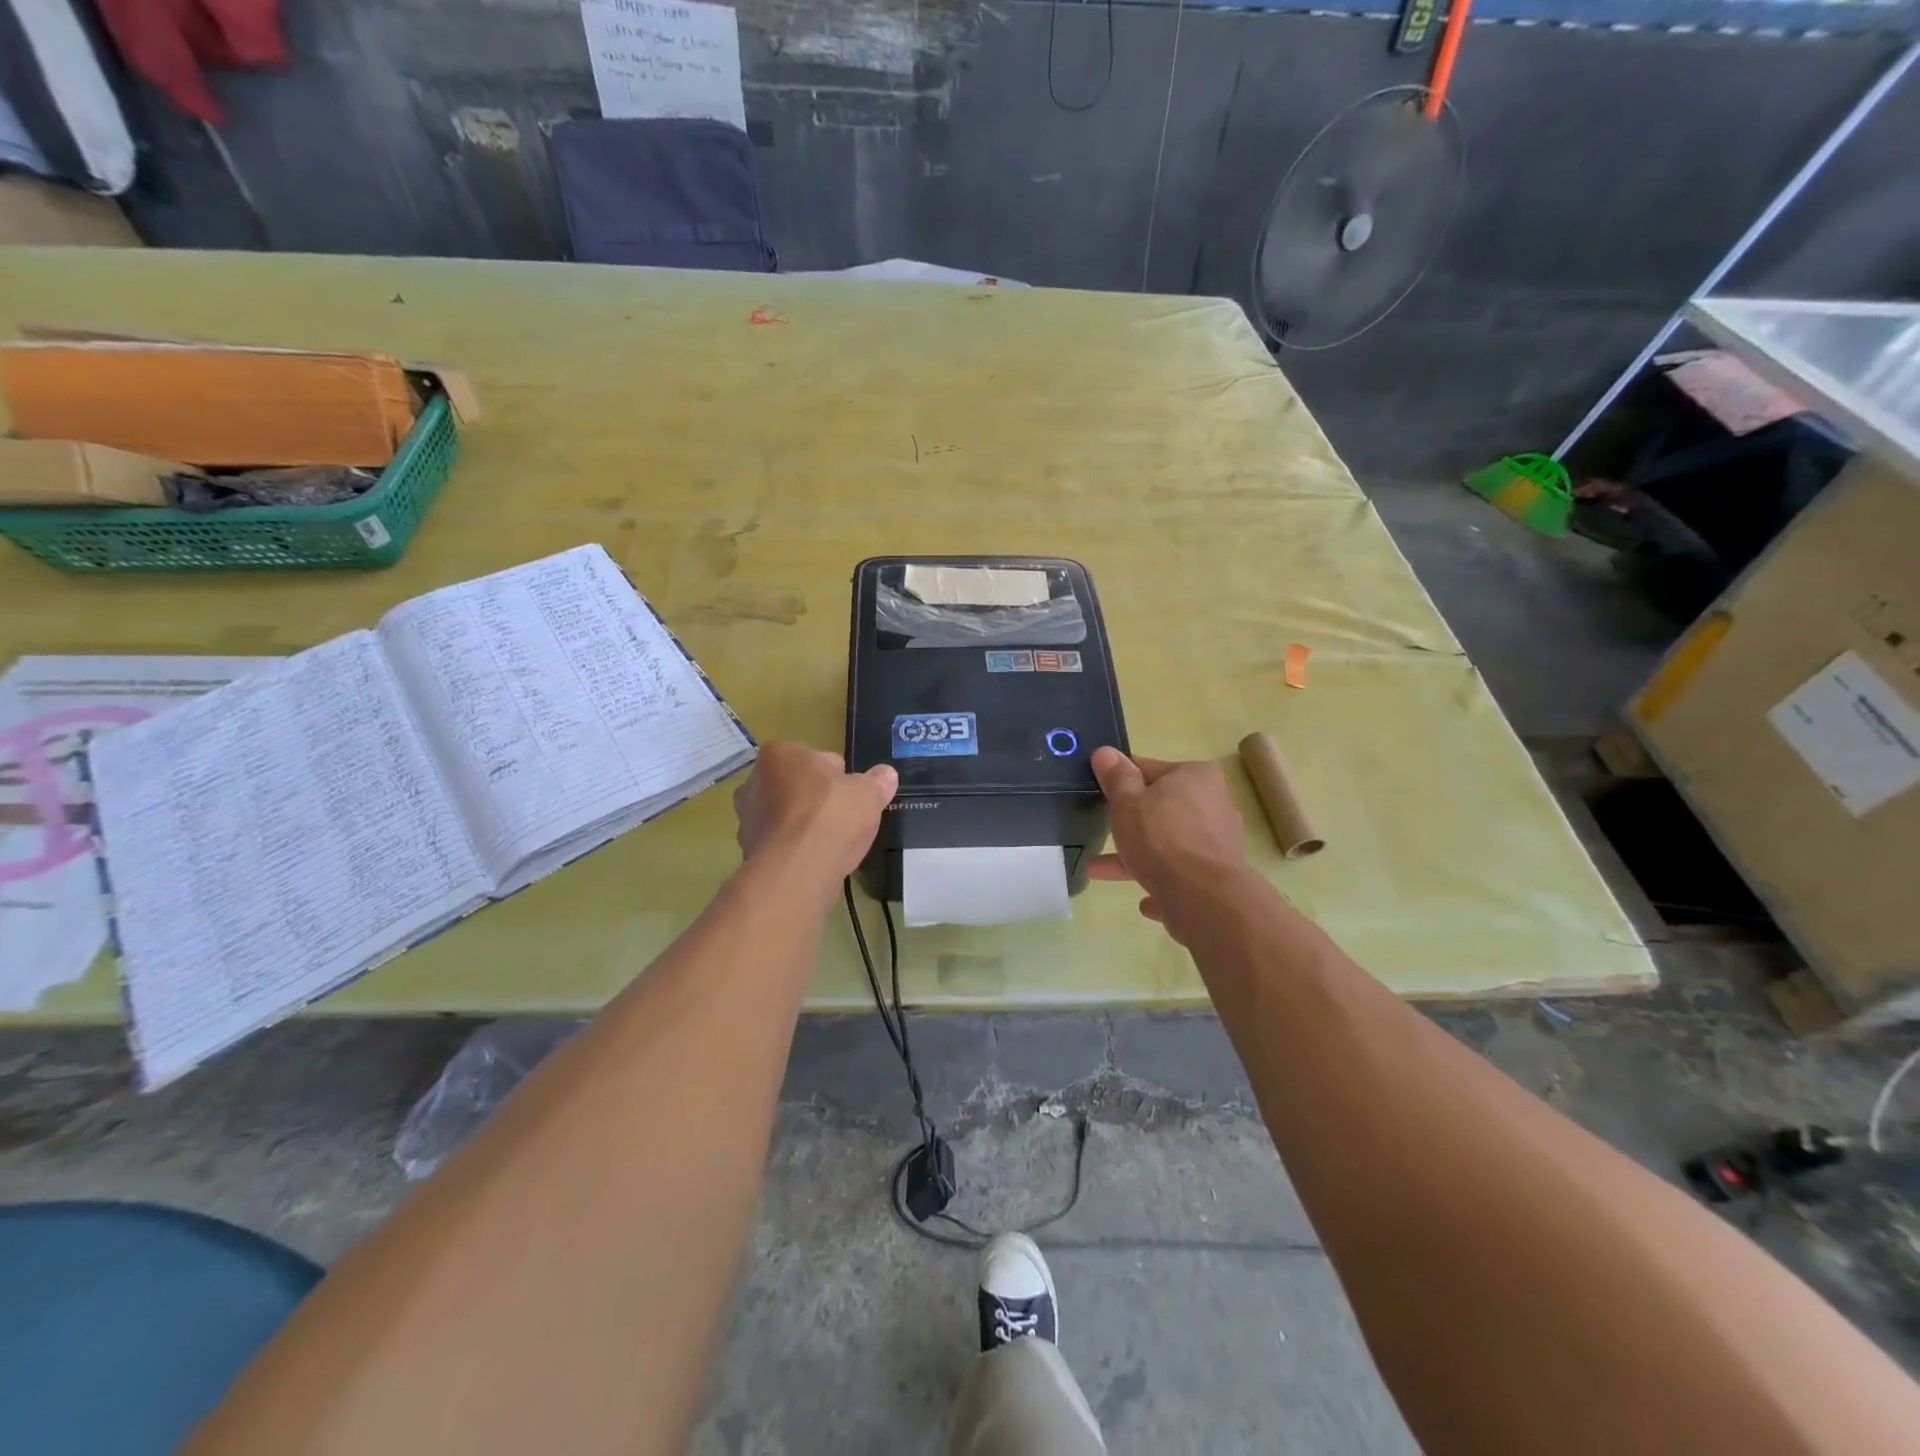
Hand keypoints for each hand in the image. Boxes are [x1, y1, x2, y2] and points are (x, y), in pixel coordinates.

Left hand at [733, 742, 897, 883]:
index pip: (816, 758)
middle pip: (796, 786)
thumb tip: (886, 774)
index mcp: (779, 754)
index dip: (838, 777)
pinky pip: (780, 843)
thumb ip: (876, 782)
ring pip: (785, 815)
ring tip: (830, 843)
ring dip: (803, 825)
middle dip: (815, 799)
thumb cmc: (831, 815)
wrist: (798, 869)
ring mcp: (746, 818)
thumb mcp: (868, 793)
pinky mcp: (748, 850)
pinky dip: (795, 848)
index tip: (851, 795)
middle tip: (842, 818)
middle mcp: (754, 780)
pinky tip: (815, 860)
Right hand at [1087, 747, 1245, 936]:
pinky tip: (1144, 901)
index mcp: (1195, 777)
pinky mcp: (1218, 877)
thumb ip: (1116, 778)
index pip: (1149, 769)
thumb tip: (1105, 752)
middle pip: (1161, 809)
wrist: (1202, 897)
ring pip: (1169, 845)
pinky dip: (1162, 883)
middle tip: (1102, 832)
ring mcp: (1218, 843)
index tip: (1100, 792)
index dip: (1121, 780)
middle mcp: (1214, 804)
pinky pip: (1182, 876)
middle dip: (1129, 824)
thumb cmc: (1160, 838)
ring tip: (1099, 871)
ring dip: (1138, 857)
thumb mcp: (1126, 802)